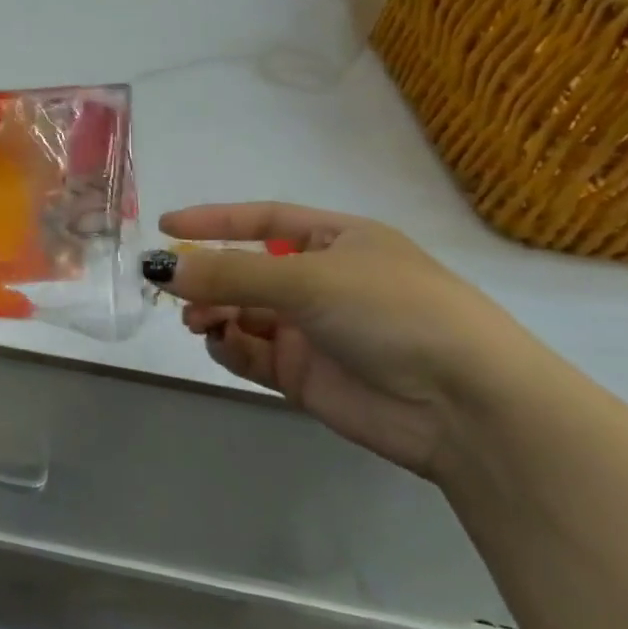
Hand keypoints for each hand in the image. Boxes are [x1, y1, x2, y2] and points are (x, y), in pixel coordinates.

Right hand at [144, 203, 527, 479]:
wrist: (466, 408)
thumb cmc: (393, 312)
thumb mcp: (309, 278)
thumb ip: (230, 274)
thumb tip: (162, 268)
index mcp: (337, 241)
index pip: (263, 220)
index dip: (214, 221)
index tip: (165, 226)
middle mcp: (322, 282)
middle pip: (245, 271)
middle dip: (208, 278)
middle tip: (171, 289)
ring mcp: (313, 330)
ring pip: (242, 314)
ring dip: (213, 313)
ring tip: (198, 321)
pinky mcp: (305, 375)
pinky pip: (251, 353)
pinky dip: (229, 347)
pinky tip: (222, 344)